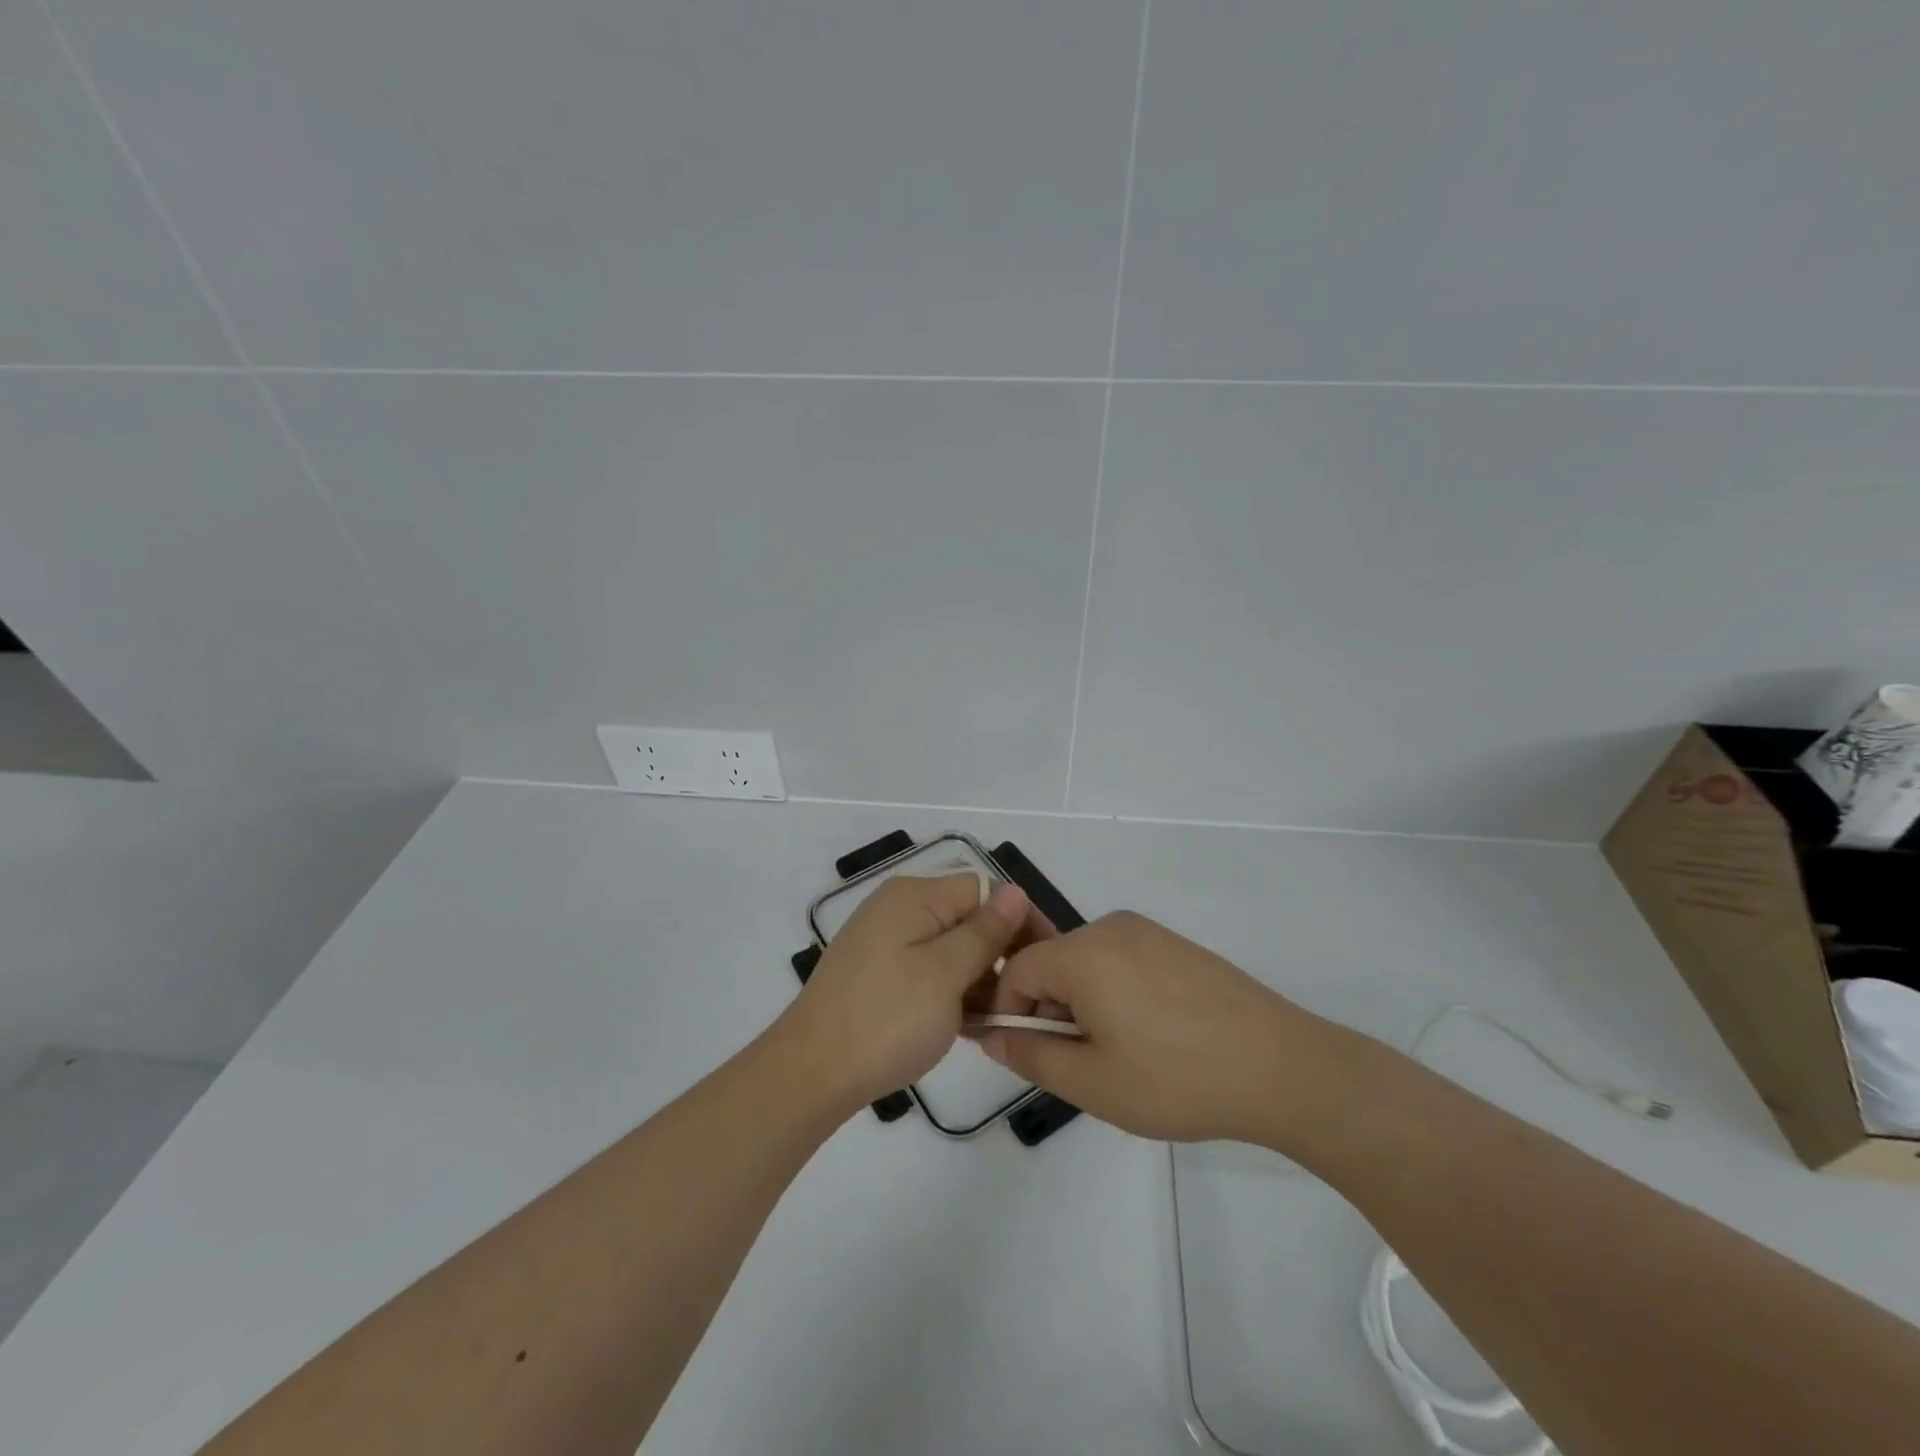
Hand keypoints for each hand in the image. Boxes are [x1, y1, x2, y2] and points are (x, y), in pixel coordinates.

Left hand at [776, 874, 1047, 1112]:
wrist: (811, 1073)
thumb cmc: (887, 1019)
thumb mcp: (946, 974)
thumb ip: (985, 931)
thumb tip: (1015, 891)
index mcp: (915, 896)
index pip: (985, 891)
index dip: (1018, 923)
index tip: (1043, 967)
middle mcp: (898, 908)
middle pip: (967, 918)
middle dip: (998, 956)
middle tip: (1019, 1005)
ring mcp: (885, 941)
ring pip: (950, 949)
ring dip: (976, 981)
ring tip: (994, 1023)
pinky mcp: (877, 974)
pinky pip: (927, 971)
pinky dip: (949, 994)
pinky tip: (965, 1028)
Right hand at [977, 911, 1345, 1143]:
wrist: (1281, 1067)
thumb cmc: (1177, 1079)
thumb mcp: (1092, 1082)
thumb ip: (1031, 1055)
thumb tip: (990, 1036)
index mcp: (1083, 953)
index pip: (1016, 969)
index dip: (1008, 1012)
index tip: (1029, 1054)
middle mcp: (1110, 928)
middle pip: (1052, 961)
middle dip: (1049, 1009)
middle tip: (1079, 1063)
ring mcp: (1146, 931)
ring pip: (1086, 962)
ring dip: (1082, 1002)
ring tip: (1118, 1053)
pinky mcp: (1173, 943)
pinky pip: (1120, 959)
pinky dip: (1113, 991)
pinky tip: (1149, 1034)